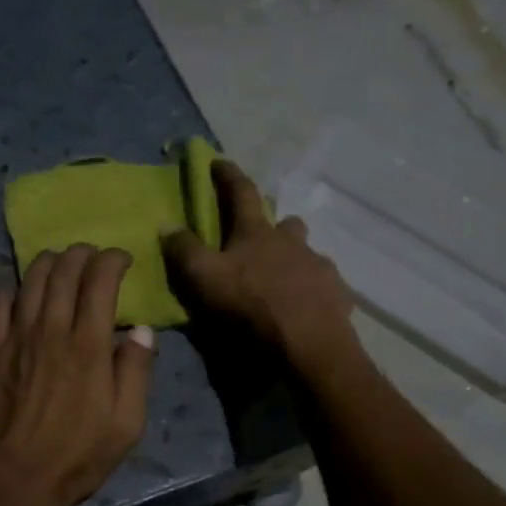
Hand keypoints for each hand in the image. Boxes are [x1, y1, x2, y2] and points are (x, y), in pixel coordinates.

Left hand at [0, 244, 154, 505]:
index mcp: (89, 346)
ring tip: (58, 263)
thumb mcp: (126, 425)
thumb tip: (142, 331)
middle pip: (63, 272)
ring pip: (29, 281)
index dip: (112, 260)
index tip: (122, 258)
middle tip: (91, 256)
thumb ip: (137, 372)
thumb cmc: (78, 458)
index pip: (100, 281)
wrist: (14, 484)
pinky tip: (20, 296)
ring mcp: (13, 340)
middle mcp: (50, 331)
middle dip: (81, 254)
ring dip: (47, 263)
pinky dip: (12, 292)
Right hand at [164, 160, 357, 372]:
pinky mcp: (337, 295)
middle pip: (286, 222)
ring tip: (285, 278)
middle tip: (263, 236)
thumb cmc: (251, 306)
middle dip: (275, 223)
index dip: (228, 175)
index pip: (241, 193)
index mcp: (257, 233)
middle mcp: (293, 242)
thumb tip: (168, 225)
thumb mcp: (204, 278)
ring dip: (295, 258)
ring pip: (307, 252)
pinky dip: (313, 289)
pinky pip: (324, 284)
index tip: (219, 162)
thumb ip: (185, 251)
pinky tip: (306, 305)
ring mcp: (319, 267)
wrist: (307, 343)